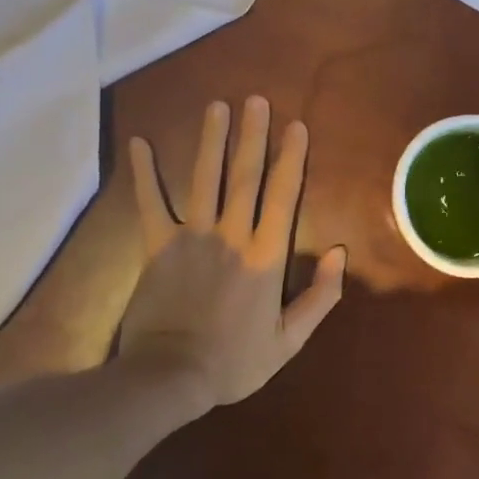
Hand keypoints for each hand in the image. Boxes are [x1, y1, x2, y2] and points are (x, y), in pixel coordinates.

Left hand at [120, 97, 345, 407]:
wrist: (169, 378)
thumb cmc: (234, 361)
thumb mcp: (289, 340)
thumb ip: (320, 297)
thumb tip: (339, 253)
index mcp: (266, 255)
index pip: (283, 196)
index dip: (291, 158)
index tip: (296, 126)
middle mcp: (232, 234)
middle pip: (246, 176)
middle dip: (253, 135)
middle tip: (255, 100)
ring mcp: (192, 236)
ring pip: (206, 179)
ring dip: (212, 140)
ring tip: (216, 107)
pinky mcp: (158, 246)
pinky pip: (150, 204)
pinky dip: (145, 173)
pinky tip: (140, 143)